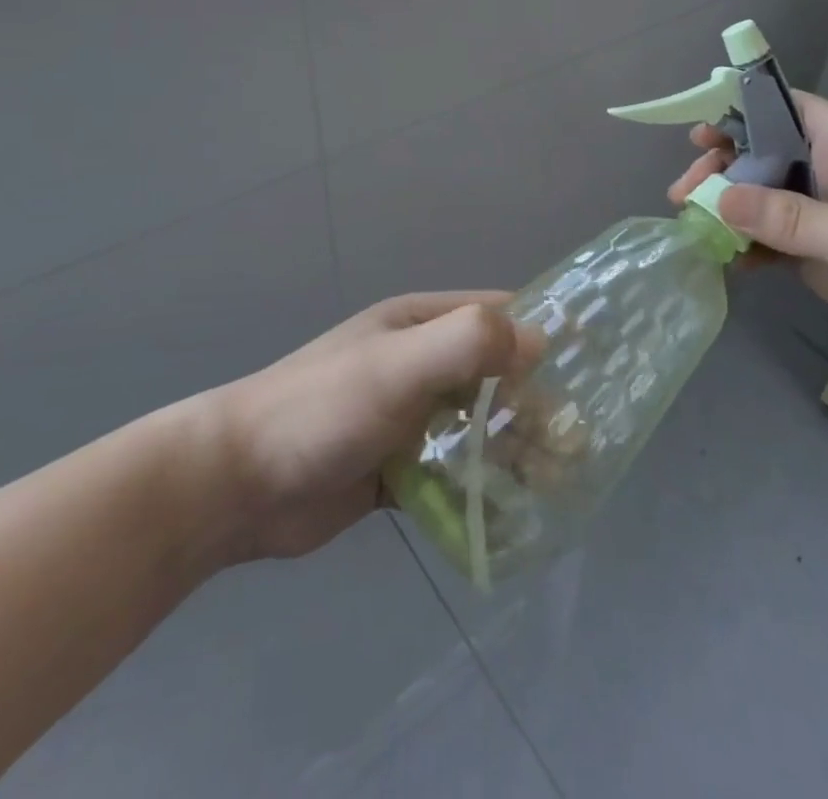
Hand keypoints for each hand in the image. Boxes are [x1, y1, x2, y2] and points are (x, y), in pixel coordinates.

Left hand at [208, 293, 544, 560]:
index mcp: (420, 324)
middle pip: (495, 376)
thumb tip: (539, 340)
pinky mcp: (397, 468)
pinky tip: (511, 512)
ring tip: (553, 484)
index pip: (496, 315)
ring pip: (479, 426)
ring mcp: (408, 417)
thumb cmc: (322, 408)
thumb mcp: (398, 364)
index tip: (591, 366)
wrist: (236, 484)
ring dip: (515, 449)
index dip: (541, 334)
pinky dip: (482, 485)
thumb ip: (467, 342)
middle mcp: (419, 364)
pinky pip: (454, 470)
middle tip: (575, 446)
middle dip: (535, 405)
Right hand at [670, 93, 827, 385]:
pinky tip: (722, 259)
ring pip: (762, 201)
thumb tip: (719, 198)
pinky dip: (745, 247)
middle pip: (762, 156)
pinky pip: (774, 244)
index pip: (785, 109)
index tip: (697, 131)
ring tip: (689, 225)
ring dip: (725, 209)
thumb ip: (793, 219)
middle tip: (684, 194)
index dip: (739, 110)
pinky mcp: (826, 260)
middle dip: (721, 168)